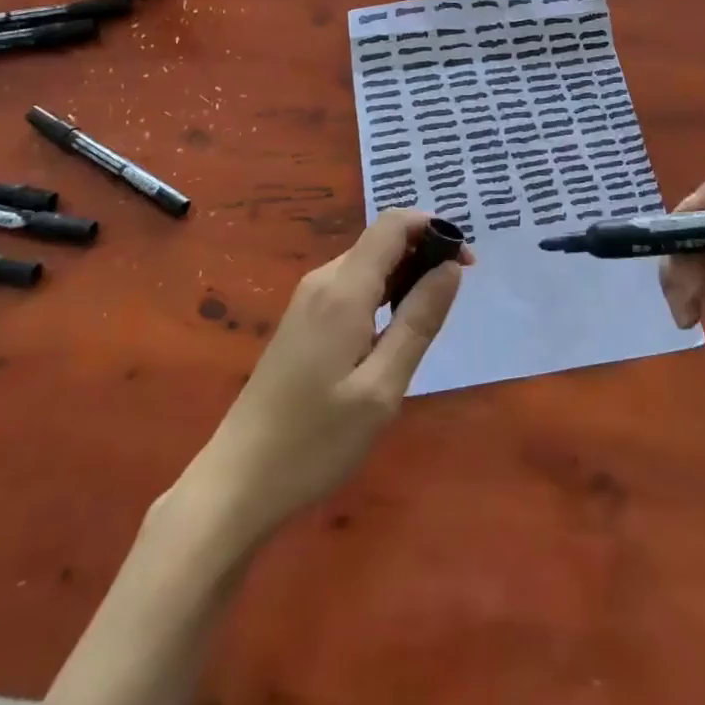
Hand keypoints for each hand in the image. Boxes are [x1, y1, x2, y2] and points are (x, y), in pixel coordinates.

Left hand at [181, 210, 469, 542]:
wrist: (239, 481)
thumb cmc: (316, 441)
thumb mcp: (382, 387)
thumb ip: (419, 321)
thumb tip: (452, 268)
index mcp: (343, 290)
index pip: (392, 224)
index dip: (433, 228)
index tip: (465, 262)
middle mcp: (323, 281)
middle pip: (381, 240)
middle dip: (423, 253)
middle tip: (451, 302)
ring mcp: (309, 300)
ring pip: (368, 263)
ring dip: (405, 275)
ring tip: (426, 322)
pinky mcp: (303, 320)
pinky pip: (352, 286)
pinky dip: (383, 293)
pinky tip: (392, 334)